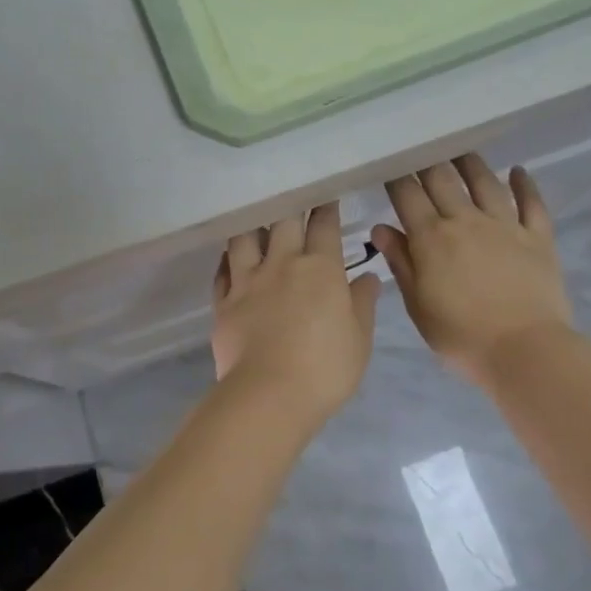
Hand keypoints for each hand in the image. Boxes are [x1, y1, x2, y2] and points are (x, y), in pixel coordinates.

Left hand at [212, 202, 380, 420]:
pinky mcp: (224, 302)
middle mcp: (282, 264)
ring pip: (245, 238)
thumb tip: (367, 277)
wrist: (268, 394)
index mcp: (320, 268)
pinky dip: (227, 260)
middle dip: (290, 205)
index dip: (326, 209)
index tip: (326, 196)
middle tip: (291, 196)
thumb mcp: (359, 338)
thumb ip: (362, 303)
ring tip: (255, 221)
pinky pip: (222, 271)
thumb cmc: (325, 368)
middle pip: (283, 222)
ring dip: (252, 226)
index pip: (324, 227)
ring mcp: (248, 281)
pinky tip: (230, 257)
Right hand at [372, 155, 573, 383]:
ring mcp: (505, 226)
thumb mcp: (418, 306)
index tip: (390, 165)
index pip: (408, 196)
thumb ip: (401, 263)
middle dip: (428, 162)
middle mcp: (466, 221)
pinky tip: (519, 171)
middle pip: (443, 180)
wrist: (525, 351)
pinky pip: (532, 203)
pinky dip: (526, 184)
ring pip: (485, 182)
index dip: (397, 178)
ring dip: (471, 163)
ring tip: (461, 151)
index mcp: (432, 238)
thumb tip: (381, 228)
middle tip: (421, 150)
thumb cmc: (462, 336)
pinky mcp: (538, 237)